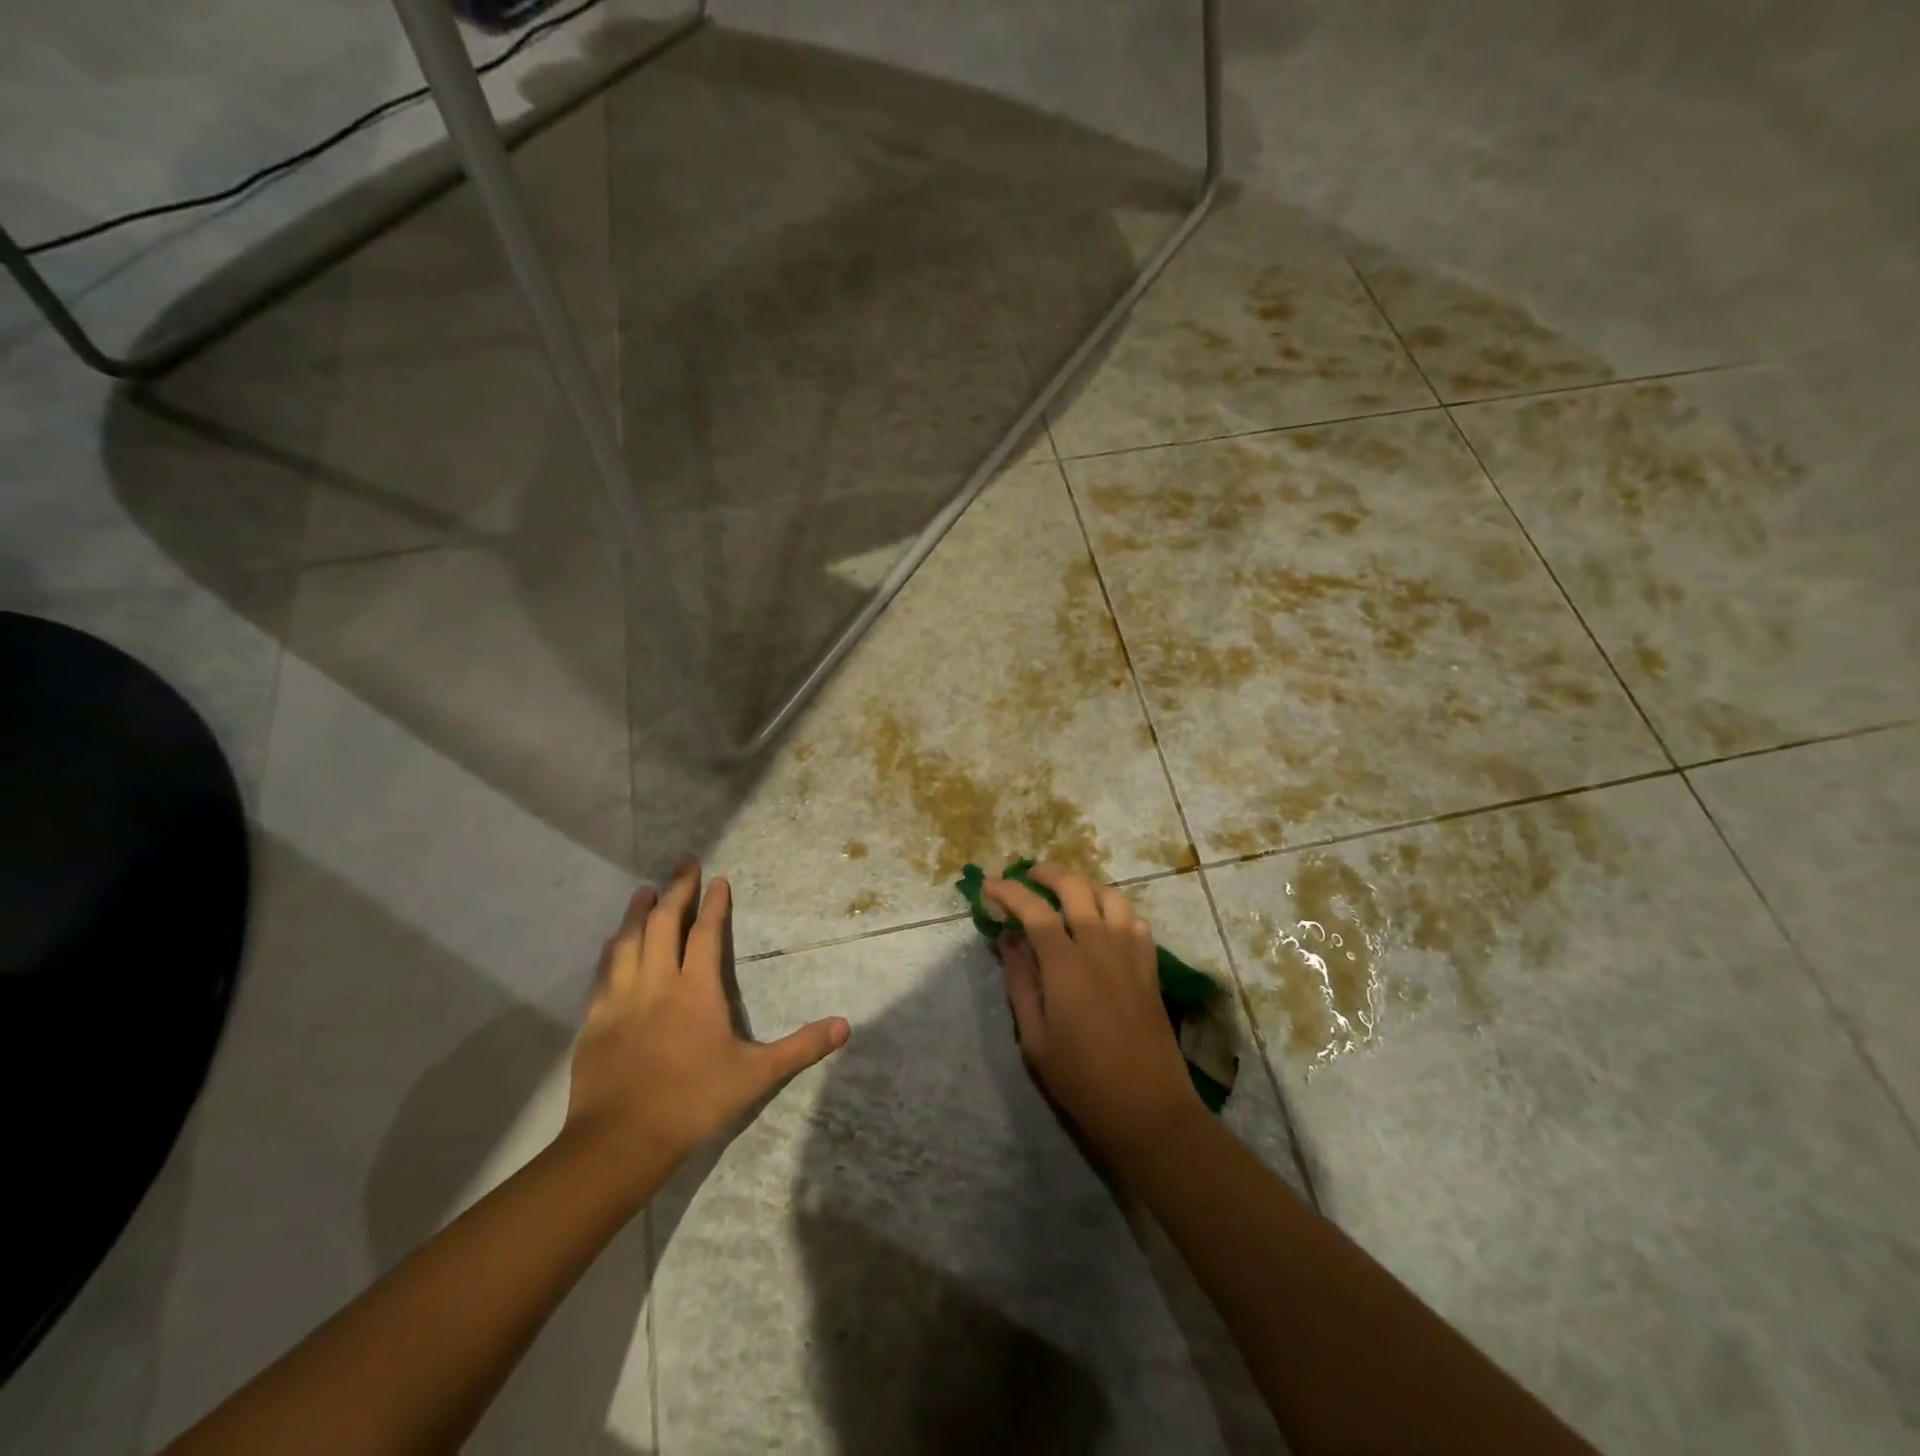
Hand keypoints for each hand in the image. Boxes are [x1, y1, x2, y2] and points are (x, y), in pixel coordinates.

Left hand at [564, 864, 848, 1193]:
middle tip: (683, 866)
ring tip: (644, 891)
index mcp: (696, 990)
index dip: (713, 905)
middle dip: (676, 891)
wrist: (620, 1139)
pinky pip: (604, 972)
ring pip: (629, 941)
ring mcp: (622, 998)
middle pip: (664, 924)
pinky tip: (612, 942)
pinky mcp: (596, 1019)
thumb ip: (800, 1048)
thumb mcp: (756, 1075)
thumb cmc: (693, 1101)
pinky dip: (612, 949)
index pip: (707, 935)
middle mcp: (658, 983)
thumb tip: (844, 1026)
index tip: (718, 880)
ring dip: (639, 912)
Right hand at [989, 864, 1201, 1173]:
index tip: (990, 885)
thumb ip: (1020, 984)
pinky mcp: (1150, 969)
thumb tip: (1008, 942)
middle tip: (1027, 878)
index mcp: (1066, 965)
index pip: (1033, 910)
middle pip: (1075, 888)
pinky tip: (1103, 928)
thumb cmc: (1082, 1082)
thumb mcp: (1035, 1040)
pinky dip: (1115, 914)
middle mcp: (1100, 947)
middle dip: (1047, 874)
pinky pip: (1135, 923)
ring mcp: (1130, 955)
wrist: (1149, 1111)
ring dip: (1084, 887)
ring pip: (1110, 897)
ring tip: (1065, 896)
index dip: (1009, 891)